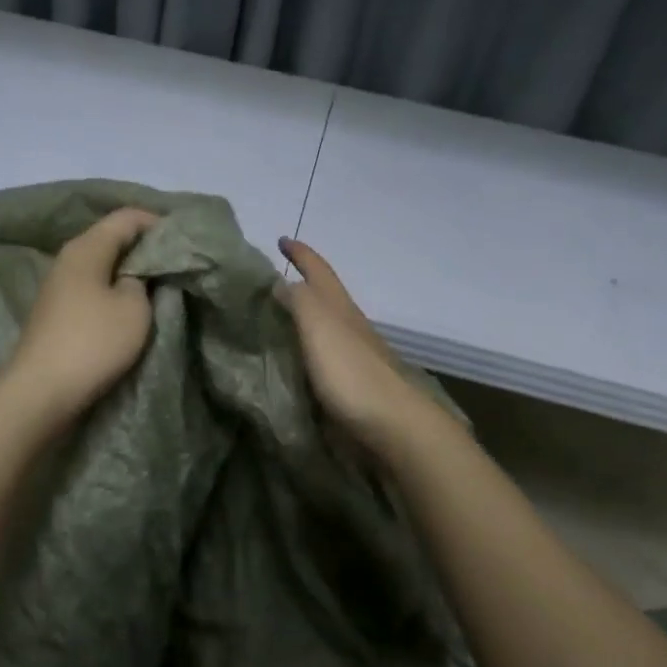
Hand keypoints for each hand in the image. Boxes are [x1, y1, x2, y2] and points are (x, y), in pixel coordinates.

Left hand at [4, 208, 159, 420]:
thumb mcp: (134, 309)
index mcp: (86, 247)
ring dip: (128, 271)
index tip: (183, 240)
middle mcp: (68, 258)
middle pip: (111, 238)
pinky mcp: (57, 311)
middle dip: (143, 247)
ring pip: (102, 265)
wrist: (41, 391)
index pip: (126, 217)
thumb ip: (142, 281)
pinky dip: (113, 290)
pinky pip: (92, 288)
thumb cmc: (93, 343)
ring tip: (158, 285)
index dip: (157, 222)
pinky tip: (130, 306)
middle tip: (175, 262)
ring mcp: (59, 285)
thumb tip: (136, 274)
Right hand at [276, 238, 433, 453]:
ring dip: (305, 317)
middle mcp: (350, 326)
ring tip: (277, 320)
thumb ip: (299, 301)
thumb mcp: (319, 326)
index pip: (318, 270)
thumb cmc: (352, 372)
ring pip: (326, 326)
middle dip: (302, 283)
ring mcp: (355, 356)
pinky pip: (324, 356)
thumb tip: (281, 282)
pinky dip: (307, 348)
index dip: (300, 253)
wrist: (394, 427)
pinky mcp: (354, 385)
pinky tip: (295, 361)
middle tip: (272, 281)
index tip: (282, 239)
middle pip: (325, 296)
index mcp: (340, 308)